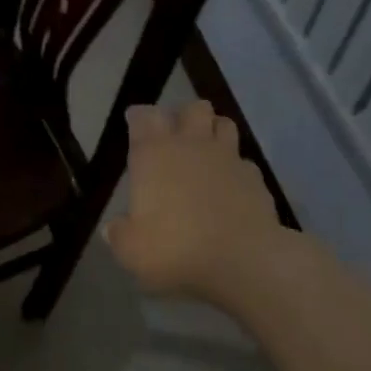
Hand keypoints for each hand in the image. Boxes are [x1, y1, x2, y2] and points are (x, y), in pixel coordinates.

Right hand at [104, 101, 289, 301]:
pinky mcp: (255, 178)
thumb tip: (114, 228)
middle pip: (192, 108)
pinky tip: (231, 185)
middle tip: (175, 135)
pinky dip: (236, 168)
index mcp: (154, 154)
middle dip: (183, 115)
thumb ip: (119, 234)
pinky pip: (244, 161)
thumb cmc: (176, 249)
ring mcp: (228, 158)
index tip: (134, 122)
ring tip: (206, 150)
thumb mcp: (131, 250)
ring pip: (224, 124)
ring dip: (214, 131)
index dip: (138, 116)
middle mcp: (191, 145)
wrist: (243, 261)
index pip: (143, 116)